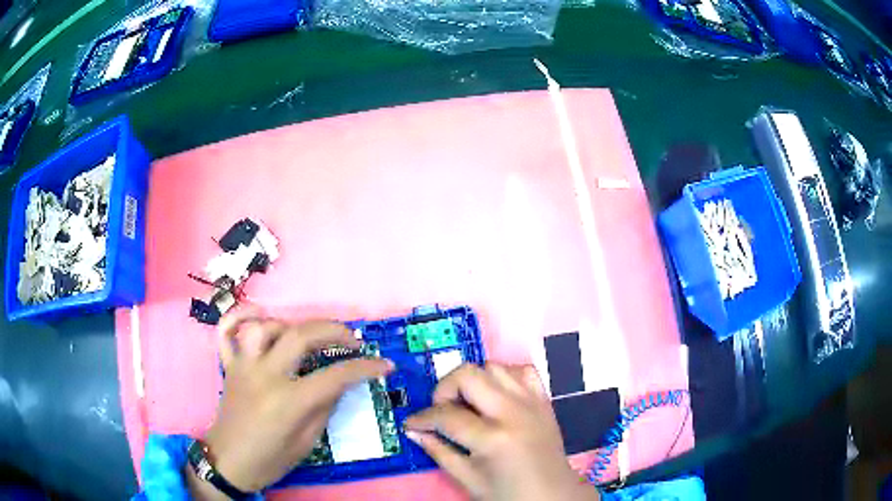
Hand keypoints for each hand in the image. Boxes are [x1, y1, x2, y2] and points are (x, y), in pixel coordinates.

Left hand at [187, 310, 393, 497]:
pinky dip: (239, 316)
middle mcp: (264, 375)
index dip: (364, 368)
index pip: (334, 376)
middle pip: (300, 336)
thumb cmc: (271, 459)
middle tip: (353, 339)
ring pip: (264, 327)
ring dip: (290, 326)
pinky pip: (226, 330)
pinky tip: (258, 316)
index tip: (384, 364)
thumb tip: (341, 381)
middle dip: (334, 331)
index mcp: (288, 402)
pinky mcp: (229, 365)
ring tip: (305, 338)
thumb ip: (324, 406)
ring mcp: (243, 366)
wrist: (230, 461)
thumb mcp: (307, 442)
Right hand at [404, 364, 597, 500]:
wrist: (552, 494)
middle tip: (441, 410)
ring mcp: (531, 401)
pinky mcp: (543, 399)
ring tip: (468, 405)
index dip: (422, 418)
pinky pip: (521, 370)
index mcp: (493, 438)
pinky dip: (503, 377)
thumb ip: (439, 451)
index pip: (446, 415)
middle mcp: (513, 412)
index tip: (411, 422)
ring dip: (473, 381)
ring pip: (493, 366)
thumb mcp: (468, 479)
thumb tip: (414, 431)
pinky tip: (496, 396)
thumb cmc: (508, 493)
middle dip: (444, 389)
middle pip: (468, 375)